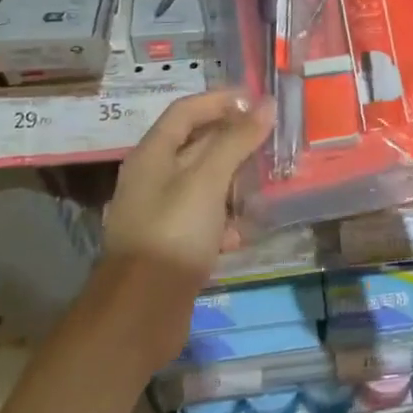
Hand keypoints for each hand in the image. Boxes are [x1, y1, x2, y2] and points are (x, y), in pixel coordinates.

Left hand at [97, 89, 272, 366]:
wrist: (141, 313)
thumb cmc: (173, 233)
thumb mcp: (207, 180)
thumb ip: (237, 140)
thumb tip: (265, 104)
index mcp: (152, 155)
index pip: (186, 111)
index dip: (221, 100)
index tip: (258, 100)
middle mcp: (153, 179)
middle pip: (197, 145)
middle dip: (234, 140)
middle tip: (271, 138)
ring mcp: (162, 213)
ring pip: (205, 183)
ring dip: (235, 180)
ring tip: (267, 181)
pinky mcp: (174, 244)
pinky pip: (205, 219)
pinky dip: (226, 219)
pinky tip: (244, 231)